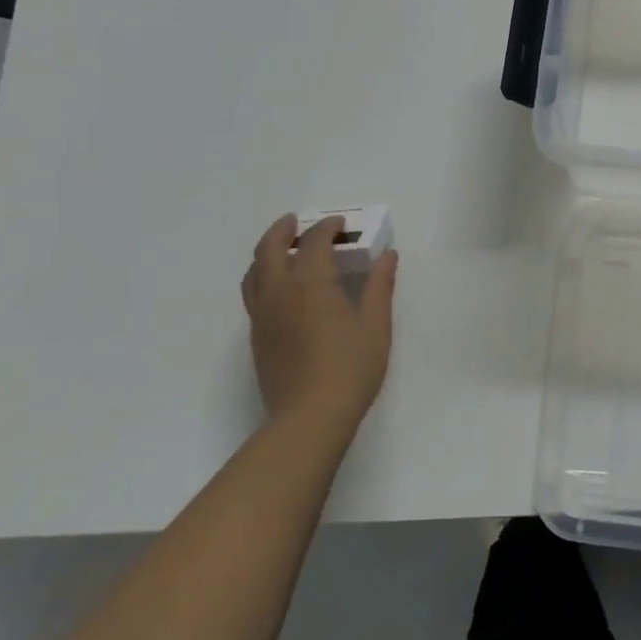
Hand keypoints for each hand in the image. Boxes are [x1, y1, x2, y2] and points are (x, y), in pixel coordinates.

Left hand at [240, 214, 398, 432]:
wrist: (309, 417)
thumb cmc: (350, 368)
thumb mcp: (376, 325)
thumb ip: (379, 286)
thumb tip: (387, 255)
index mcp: (311, 283)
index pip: (314, 242)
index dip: (327, 227)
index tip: (340, 224)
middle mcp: (280, 292)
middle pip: (269, 249)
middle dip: (282, 230)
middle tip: (296, 222)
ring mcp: (263, 315)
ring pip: (254, 271)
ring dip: (267, 252)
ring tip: (283, 249)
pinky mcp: (257, 337)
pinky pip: (253, 293)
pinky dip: (263, 276)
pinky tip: (280, 287)